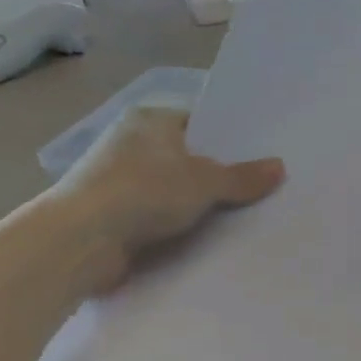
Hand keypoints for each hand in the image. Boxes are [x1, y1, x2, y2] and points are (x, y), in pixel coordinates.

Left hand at [47, 108, 282, 294]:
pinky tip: (211, 237)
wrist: (80, 240)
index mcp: (149, 120)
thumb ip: (243, 177)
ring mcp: (119, 180)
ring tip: (246, 214)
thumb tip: (280, 167)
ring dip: (200, 203)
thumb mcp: (205, 181)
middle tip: (262, 186)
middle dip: (220, 173)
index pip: (199, 121)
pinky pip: (159, 215)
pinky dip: (180, 224)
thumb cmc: (144, 191)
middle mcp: (132, 143)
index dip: (230, 138)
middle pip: (188, 156)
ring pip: (174, 188)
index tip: (261, 154)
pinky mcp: (113, 214)